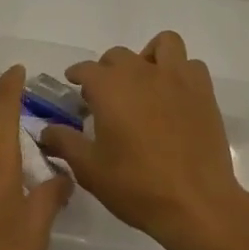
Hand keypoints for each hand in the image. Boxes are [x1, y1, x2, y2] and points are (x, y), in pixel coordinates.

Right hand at [42, 31, 248, 249]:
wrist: (196, 204)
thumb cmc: (137, 186)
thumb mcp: (90, 170)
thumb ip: (65, 143)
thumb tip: (45, 131)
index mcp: (110, 87)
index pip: (86, 69)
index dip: (77, 75)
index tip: (74, 85)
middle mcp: (141, 72)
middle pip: (118, 55)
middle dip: (107, 70)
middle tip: (106, 97)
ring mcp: (176, 78)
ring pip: (162, 45)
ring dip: (149, 57)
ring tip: (145, 83)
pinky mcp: (203, 92)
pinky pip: (190, 65)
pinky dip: (181, 72)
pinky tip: (175, 95)